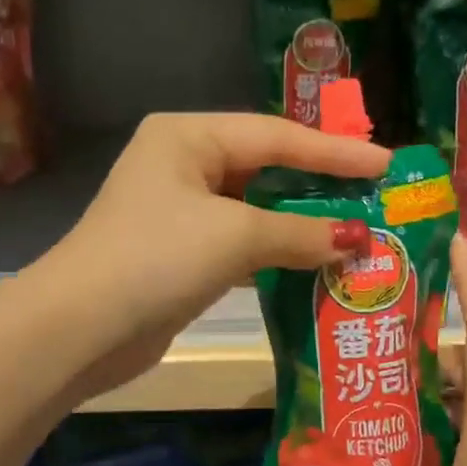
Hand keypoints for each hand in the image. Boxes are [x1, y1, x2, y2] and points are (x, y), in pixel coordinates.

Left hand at [41, 113, 389, 396]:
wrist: (80, 329)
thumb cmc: (157, 258)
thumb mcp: (235, 237)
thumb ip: (301, 233)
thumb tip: (357, 241)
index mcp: (188, 136)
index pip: (277, 137)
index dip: (335, 153)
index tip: (386, 165)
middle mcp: (183, 163)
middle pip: (266, 167)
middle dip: (320, 183)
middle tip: (375, 194)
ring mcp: (180, 210)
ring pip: (256, 207)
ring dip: (302, 222)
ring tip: (357, 228)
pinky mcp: (182, 253)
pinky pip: (242, 242)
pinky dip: (277, 250)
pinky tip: (315, 260)